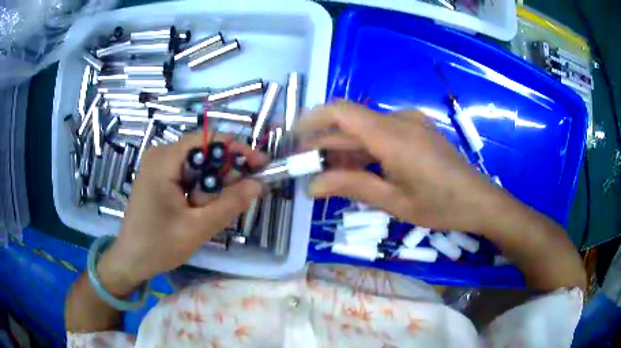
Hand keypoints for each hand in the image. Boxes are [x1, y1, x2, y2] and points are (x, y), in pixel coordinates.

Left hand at [98, 132, 267, 290]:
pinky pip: (188, 176)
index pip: (208, 139)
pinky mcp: (159, 179)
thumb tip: (258, 184)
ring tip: (210, 212)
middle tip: (238, 198)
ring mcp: (158, 167)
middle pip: (203, 153)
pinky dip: (201, 191)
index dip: (237, 149)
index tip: (260, 165)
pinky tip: (200, 210)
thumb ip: (229, 204)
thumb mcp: (197, 227)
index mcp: (165, 159)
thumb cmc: (158, 245)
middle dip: (224, 174)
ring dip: (212, 187)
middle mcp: (161, 155)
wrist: (130, 260)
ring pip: (197, 167)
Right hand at [297, 101, 504, 233]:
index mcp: (392, 136)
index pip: (341, 111)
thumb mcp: (394, 202)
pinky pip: (384, 132)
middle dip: (326, 142)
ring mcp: (411, 121)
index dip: (313, 119)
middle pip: (352, 122)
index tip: (295, 137)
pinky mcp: (418, 128)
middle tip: (307, 167)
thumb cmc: (439, 206)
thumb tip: (312, 185)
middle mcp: (400, 120)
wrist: (479, 200)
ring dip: (346, 148)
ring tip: (329, 173)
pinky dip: (367, 147)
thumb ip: (351, 187)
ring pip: (367, 128)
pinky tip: (360, 168)